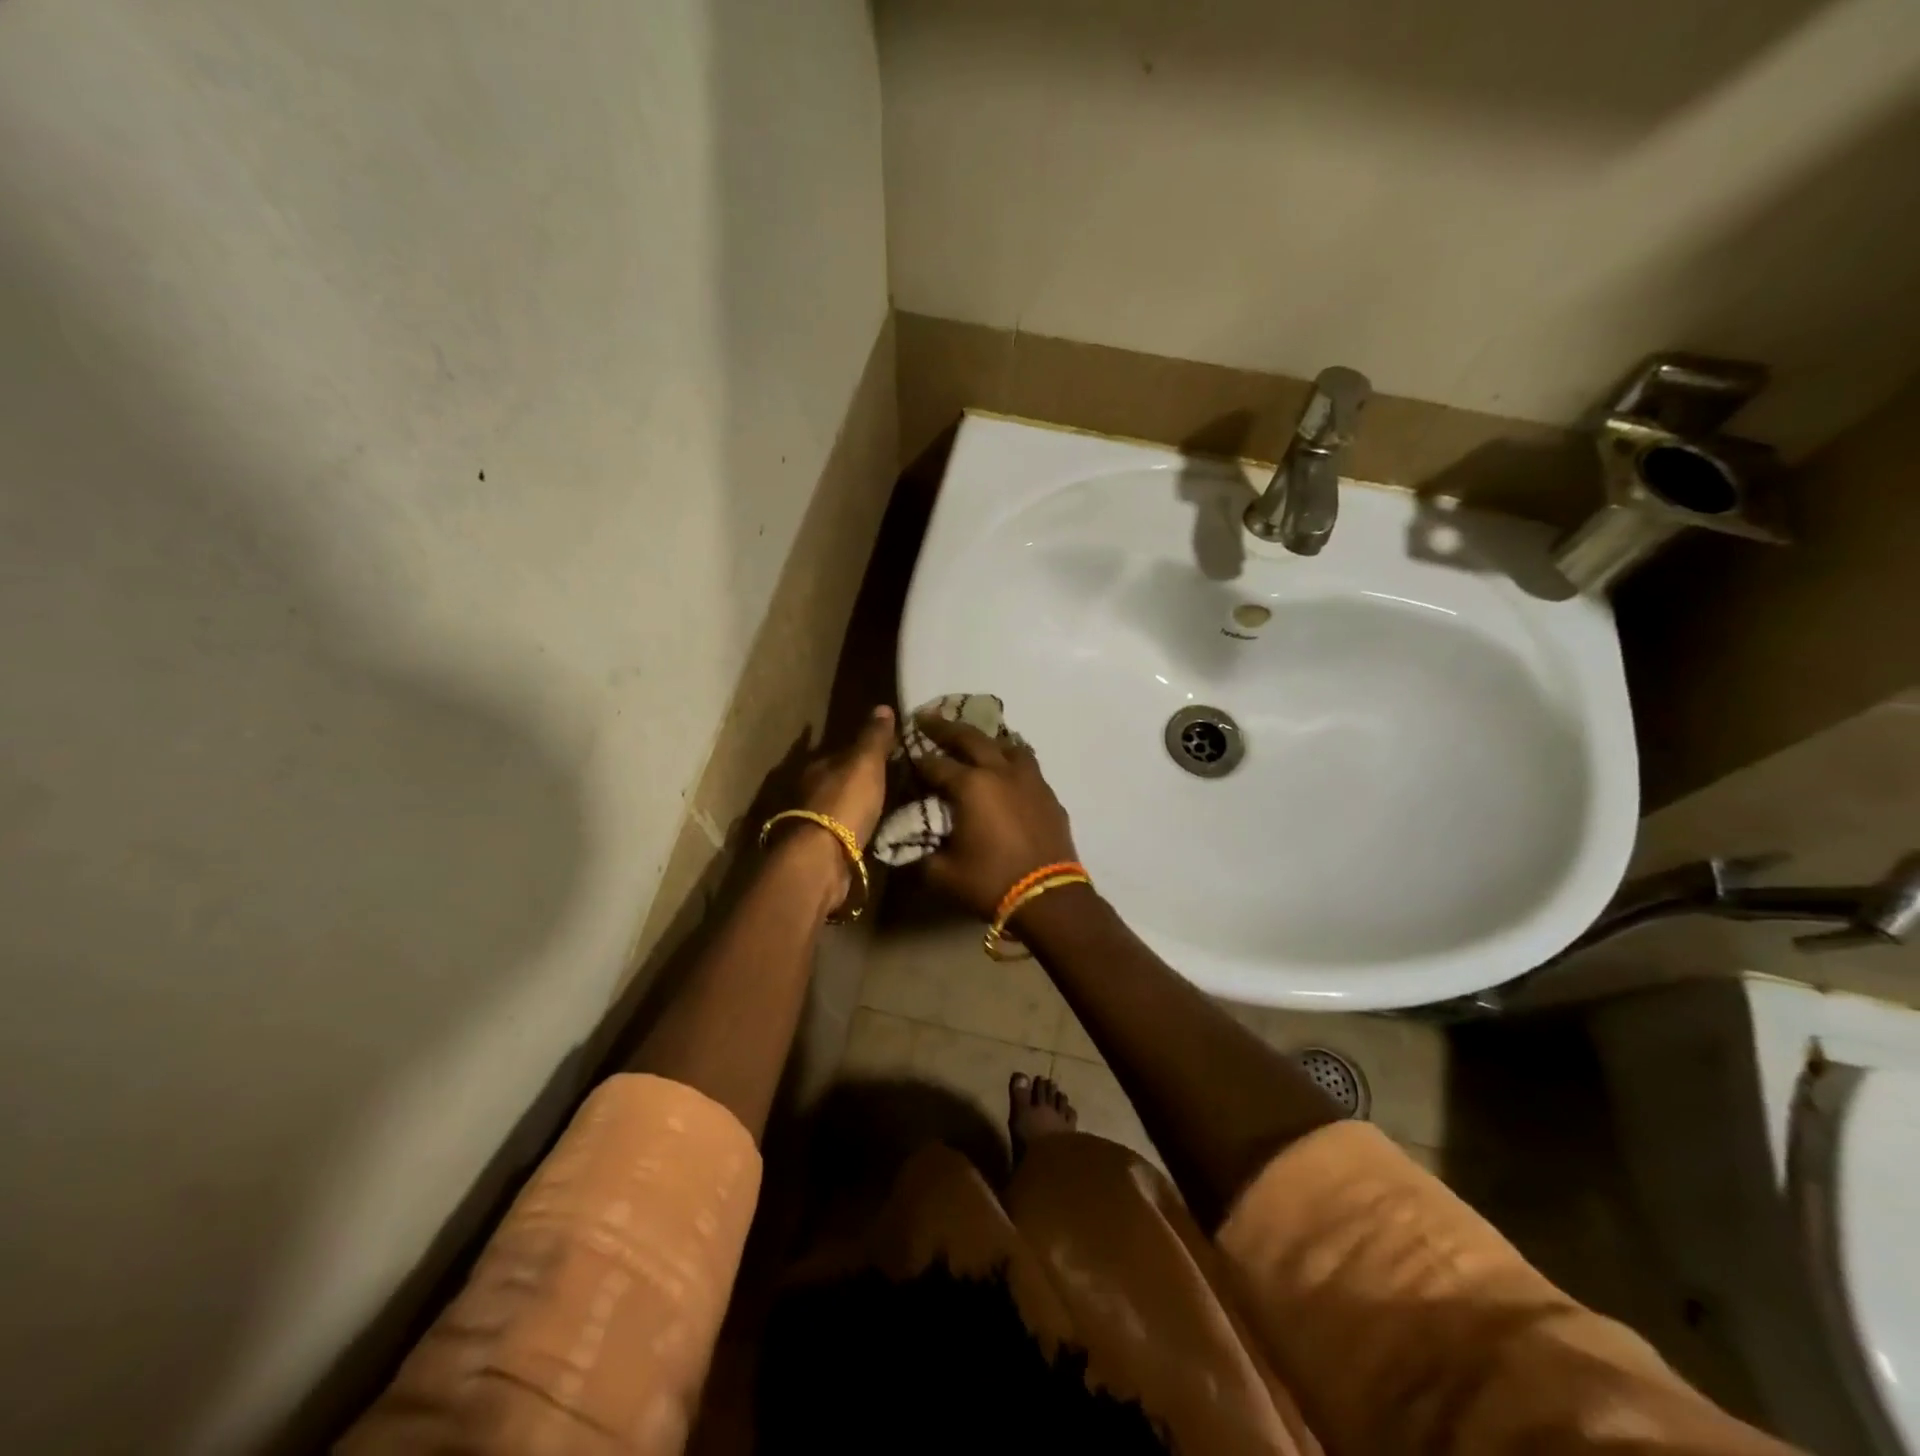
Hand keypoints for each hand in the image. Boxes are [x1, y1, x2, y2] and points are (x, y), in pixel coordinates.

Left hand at [797, 704, 895, 847]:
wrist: (820, 859)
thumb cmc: (843, 803)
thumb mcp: (865, 764)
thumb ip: (873, 738)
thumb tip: (882, 706)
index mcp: (816, 766)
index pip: (840, 751)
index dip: (860, 751)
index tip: (882, 753)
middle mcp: (808, 791)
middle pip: (835, 779)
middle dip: (854, 780)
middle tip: (885, 781)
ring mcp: (810, 822)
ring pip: (836, 806)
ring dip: (853, 805)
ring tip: (882, 807)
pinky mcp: (818, 849)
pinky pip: (841, 831)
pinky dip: (853, 828)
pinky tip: (870, 831)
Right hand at [914, 715, 1079, 919]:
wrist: (1048, 898)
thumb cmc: (991, 882)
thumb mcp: (942, 874)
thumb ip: (920, 856)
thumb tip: (907, 846)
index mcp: (970, 786)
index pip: (934, 764)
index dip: (916, 759)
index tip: (905, 755)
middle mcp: (1000, 772)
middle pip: (970, 738)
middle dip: (945, 727)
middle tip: (927, 718)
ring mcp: (1029, 779)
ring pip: (1006, 745)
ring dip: (986, 740)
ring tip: (976, 741)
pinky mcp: (1048, 794)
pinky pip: (1028, 765)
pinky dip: (1012, 760)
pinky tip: (1008, 771)